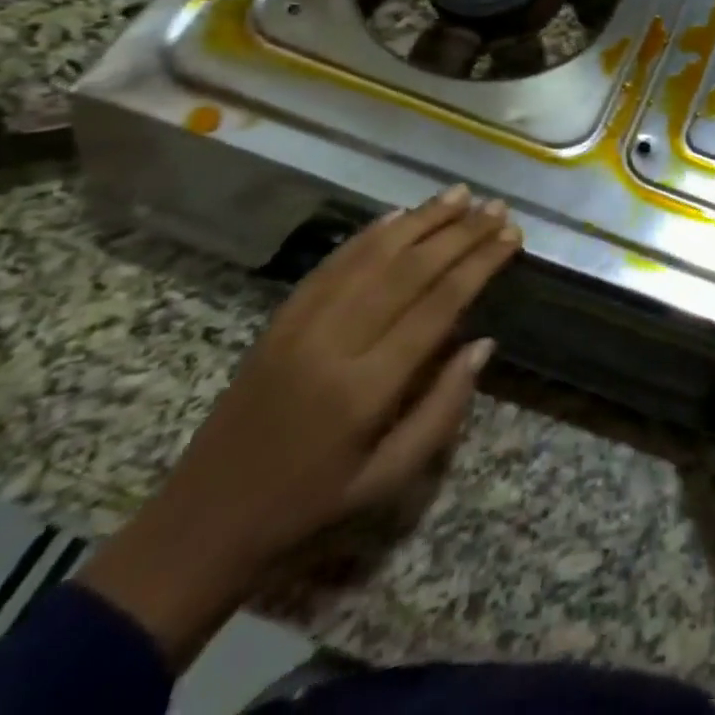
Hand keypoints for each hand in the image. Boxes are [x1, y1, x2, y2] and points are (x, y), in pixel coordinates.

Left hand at [78, 186, 519, 668]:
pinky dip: (368, 234)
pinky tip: (399, 215)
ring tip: (460, 194)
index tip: (512, 237)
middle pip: (410, 270)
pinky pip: (332, 264)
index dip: (480, 264)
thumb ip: (443, 410)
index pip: (438, 304)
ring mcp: (301, 326)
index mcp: (367, 388)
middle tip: (497, 207)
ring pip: (371, 256)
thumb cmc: (309, 505)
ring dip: (420, 220)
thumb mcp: (388, 479)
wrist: (203, 521)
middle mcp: (335, 343)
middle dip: (460, 233)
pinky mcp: (279, 319)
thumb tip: (484, 343)